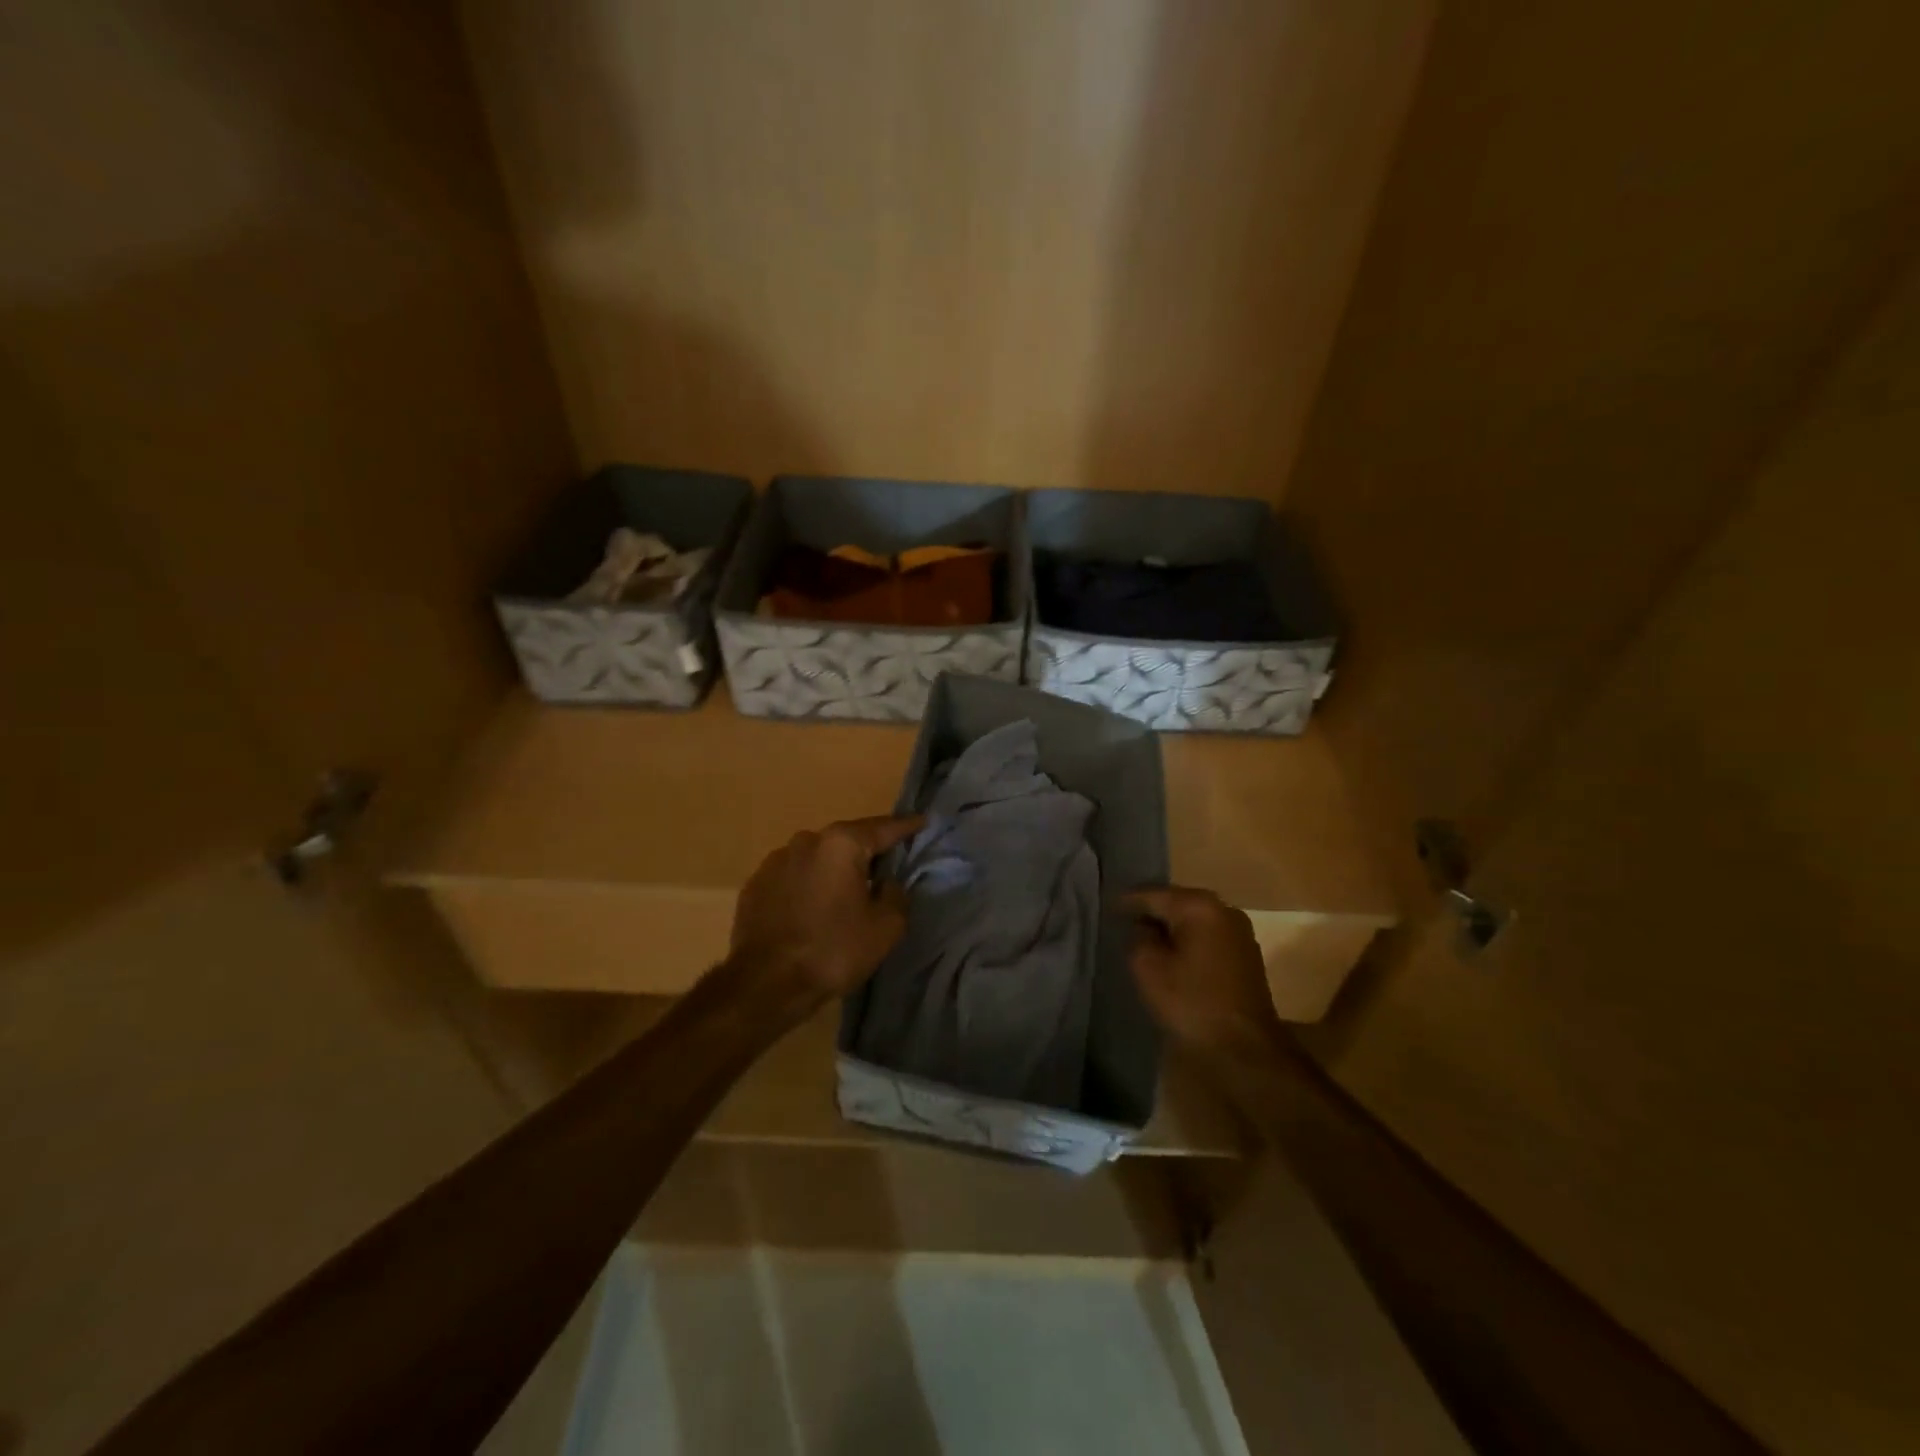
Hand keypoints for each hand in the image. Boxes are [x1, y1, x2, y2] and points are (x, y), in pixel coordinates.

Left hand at [728, 814, 923, 1010]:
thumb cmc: (833, 950)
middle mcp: (806, 841)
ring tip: (842, 895)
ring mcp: (775, 861)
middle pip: (846, 841)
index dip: (906, 827)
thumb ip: (896, 895)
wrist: (766, 983)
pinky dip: (806, 887)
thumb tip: (886, 883)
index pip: (883, 828)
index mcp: (842, 844)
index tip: (921, 821)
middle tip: (883, 868)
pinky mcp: (755, 885)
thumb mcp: (886, 927)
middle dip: (865, 852)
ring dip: (831, 871)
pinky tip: (810, 910)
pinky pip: (792, 878)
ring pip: (816, 859)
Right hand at [1123, 886, 1282, 1056]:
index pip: (1153, 894)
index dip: (1126, 901)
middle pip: (1177, 902)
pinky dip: (1188, 940)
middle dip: (1151, 911)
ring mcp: (1240, 932)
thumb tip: (1143, 927)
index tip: (1105, 907)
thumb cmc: (1192, 1003)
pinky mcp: (1246, 955)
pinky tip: (1172, 954)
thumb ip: (1138, 937)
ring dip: (1170, 927)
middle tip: (1122, 920)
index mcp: (1199, 907)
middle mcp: (1224, 909)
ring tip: (1143, 937)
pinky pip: (1208, 936)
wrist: (1245, 1049)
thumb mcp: (1148, 968)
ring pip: (1194, 920)